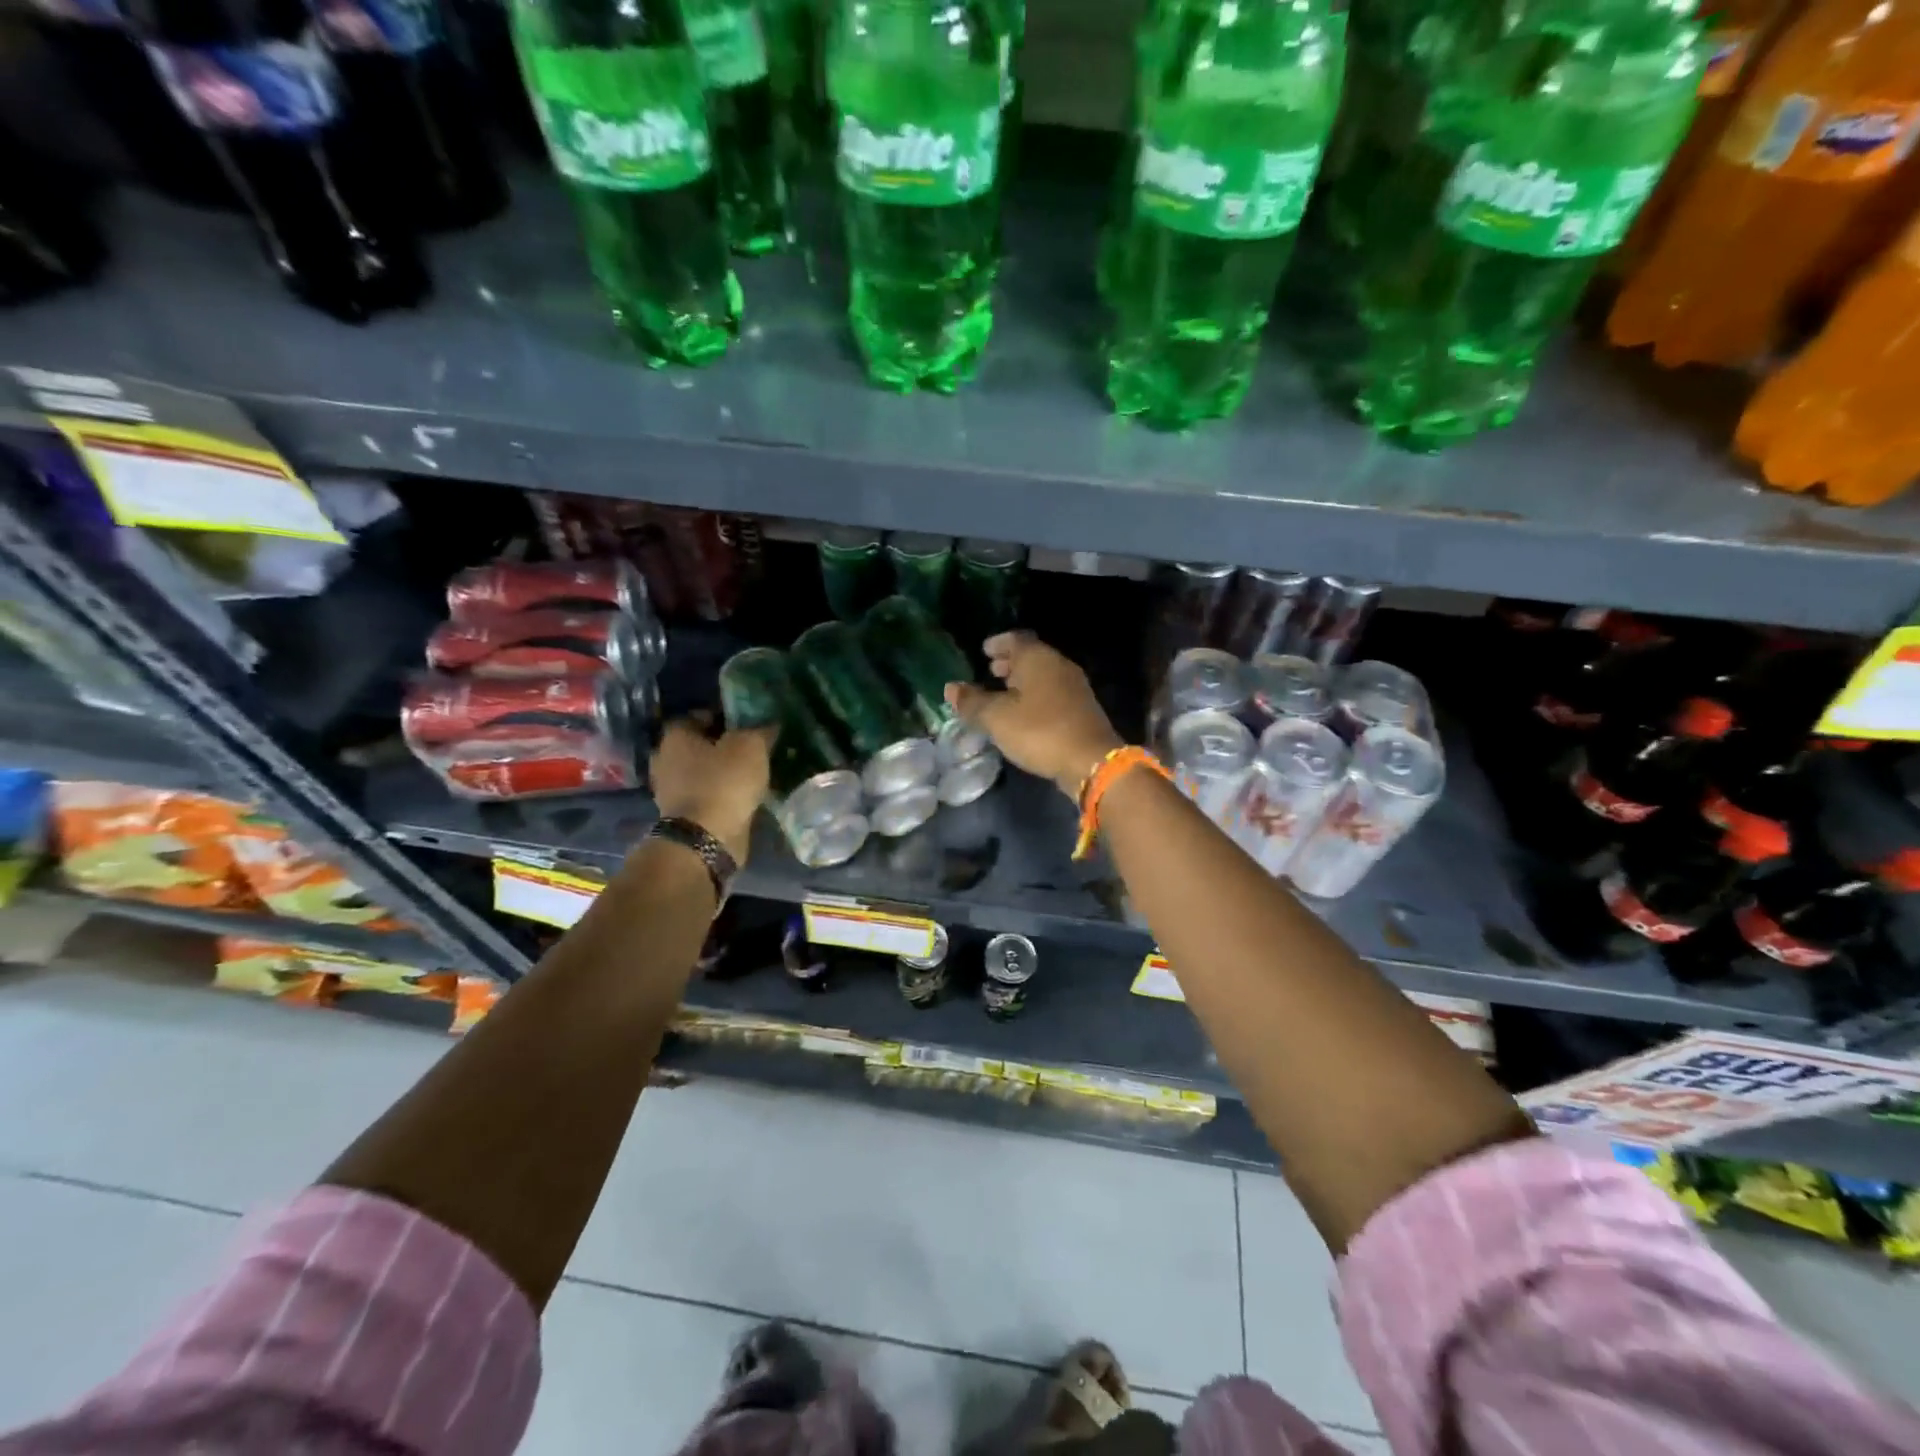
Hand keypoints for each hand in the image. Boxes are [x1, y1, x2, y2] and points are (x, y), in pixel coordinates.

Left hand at [650, 720, 772, 862]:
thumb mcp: (751, 747)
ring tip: (752, 773)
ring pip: (703, 772)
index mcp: (675, 736)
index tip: (748, 724)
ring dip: (723, 772)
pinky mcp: (683, 816)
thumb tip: (769, 723)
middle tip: (752, 748)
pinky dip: (722, 794)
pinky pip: (707, 795)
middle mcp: (666, 760)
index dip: (724, 716)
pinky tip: (744, 795)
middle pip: (699, 745)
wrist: (707, 840)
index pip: (698, 715)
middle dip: (724, 746)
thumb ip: (760, 730)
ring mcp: (671, 791)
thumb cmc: (724, 783)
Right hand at [946, 632, 1122, 798]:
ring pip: (1043, 675)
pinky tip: (1025, 713)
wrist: (1091, 760)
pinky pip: (1052, 693)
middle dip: (1010, 662)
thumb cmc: (1039, 731)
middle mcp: (1059, 665)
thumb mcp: (997, 718)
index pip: (1015, 639)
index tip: (983, 650)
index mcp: (1038, 658)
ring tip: (1004, 692)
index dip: (998, 643)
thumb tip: (951, 687)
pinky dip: (1036, 696)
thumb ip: (972, 702)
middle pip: (1031, 656)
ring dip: (1023, 680)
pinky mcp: (1081, 709)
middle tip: (991, 670)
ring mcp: (1074, 687)